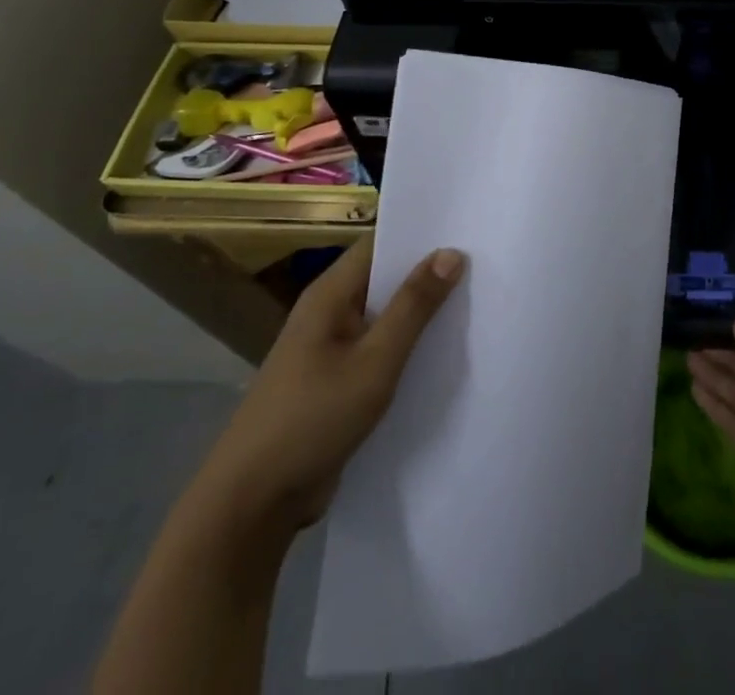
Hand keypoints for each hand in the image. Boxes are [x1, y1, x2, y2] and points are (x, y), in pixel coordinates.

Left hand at [194, 235, 465, 531]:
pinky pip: (378, 348)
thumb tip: (451, 252)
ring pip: (384, 315)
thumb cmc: (312, 419)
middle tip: (483, 262)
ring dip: (421, 311)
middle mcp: (328, 312)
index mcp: (329, 294)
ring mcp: (329, 348)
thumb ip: (414, 306)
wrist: (251, 506)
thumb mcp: (374, 361)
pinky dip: (407, 344)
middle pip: (385, 277)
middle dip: (428, 271)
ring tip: (475, 299)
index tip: (467, 228)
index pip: (380, 243)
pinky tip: (444, 350)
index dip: (421, 233)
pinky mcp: (335, 381)